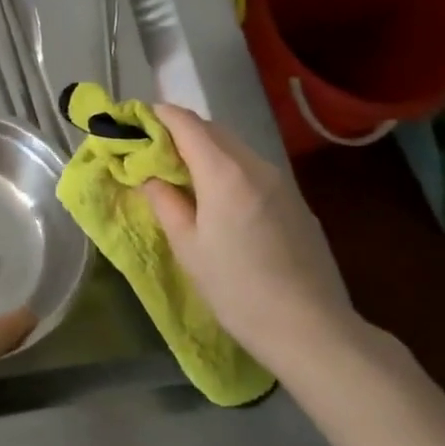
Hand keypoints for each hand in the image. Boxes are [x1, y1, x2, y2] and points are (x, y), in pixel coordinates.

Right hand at [143, 104, 362, 380]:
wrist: (310, 329)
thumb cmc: (236, 289)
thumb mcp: (187, 246)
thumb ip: (164, 201)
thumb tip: (149, 175)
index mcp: (223, 171)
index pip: (185, 122)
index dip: (157, 116)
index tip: (134, 124)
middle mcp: (255, 164)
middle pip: (211, 129)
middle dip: (179, 132)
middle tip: (152, 153)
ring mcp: (281, 181)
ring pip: (234, 148)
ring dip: (205, 150)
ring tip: (182, 177)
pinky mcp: (295, 200)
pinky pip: (253, 169)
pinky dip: (228, 168)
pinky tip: (220, 200)